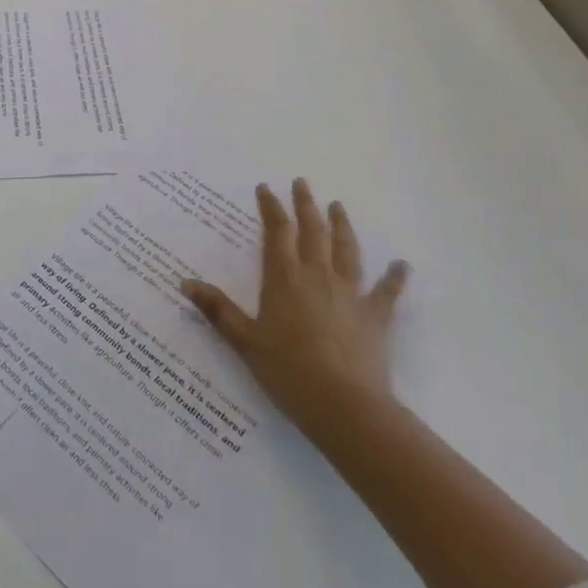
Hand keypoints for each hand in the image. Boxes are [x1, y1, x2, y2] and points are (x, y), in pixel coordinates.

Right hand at [182, 180, 408, 448]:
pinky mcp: (375, 315)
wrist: (343, 404)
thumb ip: (217, 310)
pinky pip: (387, 291)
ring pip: (346, 250)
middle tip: (302, 183)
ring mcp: (350, 293)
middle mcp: (317, 275)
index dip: (271, 208)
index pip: (276, 233)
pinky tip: (401, 264)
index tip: (266, 188)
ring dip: (341, 226)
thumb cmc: (288, 371)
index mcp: (284, 278)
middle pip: (312, 231)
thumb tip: (185, 282)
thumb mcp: (244, 341)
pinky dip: (395, 276)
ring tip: (338, 206)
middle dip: (306, 205)